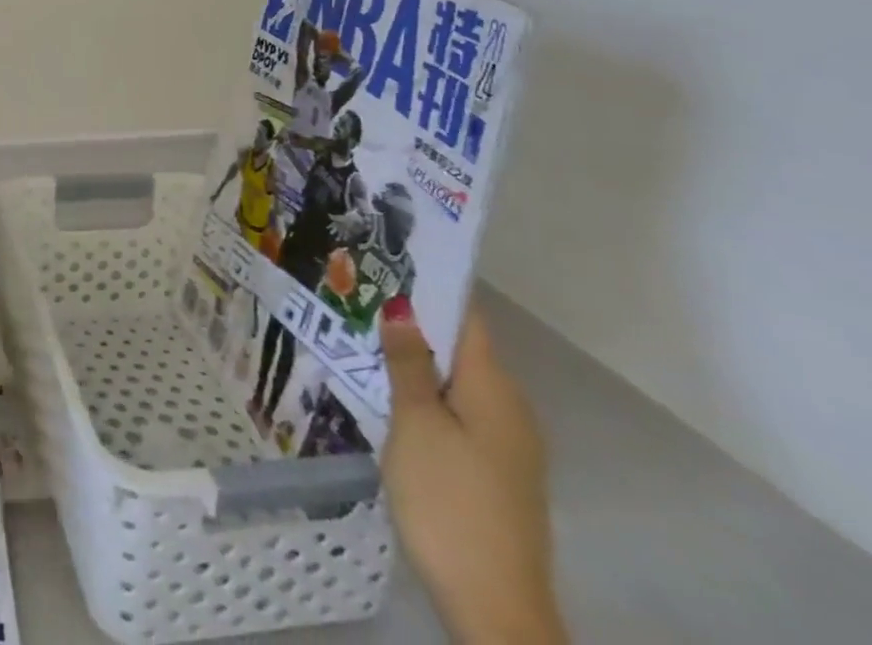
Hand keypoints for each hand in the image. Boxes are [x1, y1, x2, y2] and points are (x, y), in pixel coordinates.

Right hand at [381, 302, 565, 644]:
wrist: (496, 610)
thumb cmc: (449, 501)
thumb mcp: (415, 424)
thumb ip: (408, 364)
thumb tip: (403, 308)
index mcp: (494, 388)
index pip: (466, 317)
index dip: (431, 287)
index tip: (389, 261)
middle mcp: (510, 408)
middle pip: (462, 349)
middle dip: (415, 324)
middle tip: (360, 299)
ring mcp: (508, 446)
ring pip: (458, 384)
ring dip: (418, 363)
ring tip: (364, 342)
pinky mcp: (498, 475)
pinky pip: (461, 415)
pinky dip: (428, 398)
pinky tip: (391, 400)